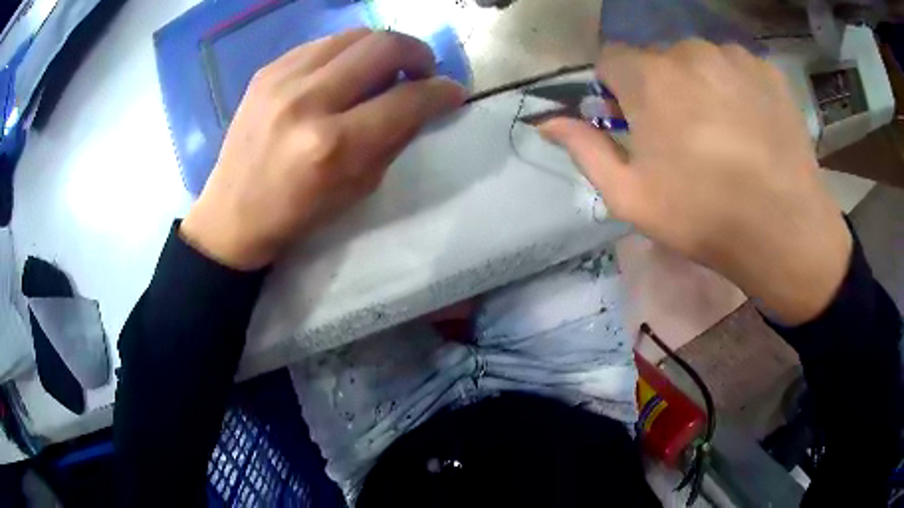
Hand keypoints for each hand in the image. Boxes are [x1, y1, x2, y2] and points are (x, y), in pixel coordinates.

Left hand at [180, 29, 465, 269]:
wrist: (232, 214)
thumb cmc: (298, 214)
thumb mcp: (358, 189)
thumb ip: (394, 139)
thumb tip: (423, 102)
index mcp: (334, 145)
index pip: (407, 99)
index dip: (442, 92)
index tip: (453, 91)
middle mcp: (309, 101)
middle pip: (384, 46)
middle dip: (418, 53)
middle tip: (422, 71)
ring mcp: (283, 79)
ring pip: (355, 35)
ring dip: (383, 47)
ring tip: (385, 68)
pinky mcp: (267, 71)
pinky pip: (323, 43)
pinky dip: (346, 52)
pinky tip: (345, 72)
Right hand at [540, 41, 851, 324]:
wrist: (785, 231)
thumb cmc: (703, 217)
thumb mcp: (631, 197)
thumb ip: (585, 149)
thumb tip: (546, 122)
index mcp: (649, 79)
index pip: (611, 58)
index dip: (616, 88)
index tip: (633, 119)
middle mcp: (688, 52)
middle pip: (657, 58)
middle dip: (659, 86)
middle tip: (682, 133)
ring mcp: (733, 57)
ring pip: (699, 59)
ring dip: (698, 83)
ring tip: (722, 130)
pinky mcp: (767, 70)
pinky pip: (736, 67)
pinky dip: (734, 86)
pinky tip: (750, 124)